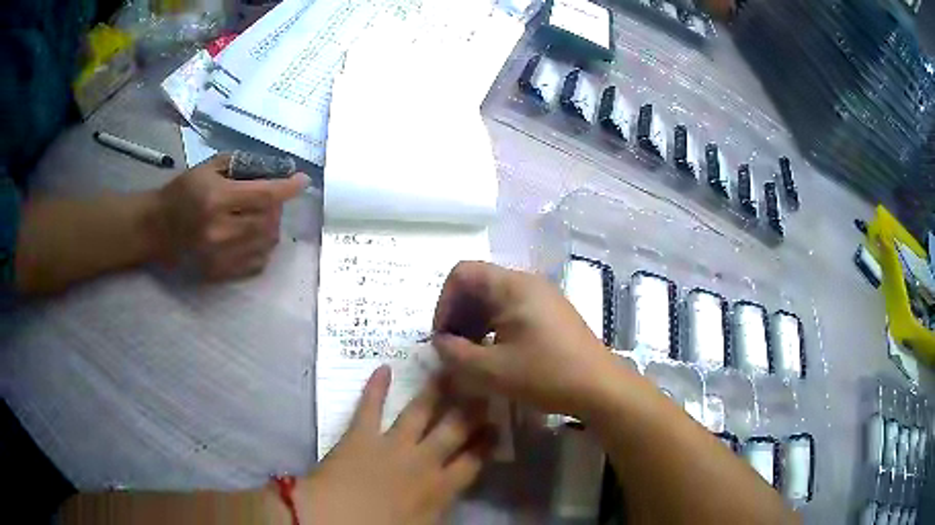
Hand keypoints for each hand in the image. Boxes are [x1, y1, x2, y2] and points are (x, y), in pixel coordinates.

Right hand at [156, 154, 308, 280]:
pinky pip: (256, 264)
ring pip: (266, 242)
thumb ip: (241, 166)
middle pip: (269, 220)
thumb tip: (275, 171)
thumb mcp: (208, 168)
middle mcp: (220, 231)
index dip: (288, 188)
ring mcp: (220, 257)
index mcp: (216, 200)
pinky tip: (253, 236)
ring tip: (260, 216)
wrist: (156, 228)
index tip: (303, 181)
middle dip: (276, 206)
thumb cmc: (182, 192)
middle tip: (269, 198)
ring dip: (271, 226)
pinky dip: (262, 248)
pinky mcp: (219, 274)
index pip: (265, 195)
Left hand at [299, 366, 491, 524]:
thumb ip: (441, 507)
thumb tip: (450, 495)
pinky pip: (370, 406)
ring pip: (419, 412)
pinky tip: (383, 368)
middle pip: (454, 429)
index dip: (487, 442)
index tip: (497, 426)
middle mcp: (422, 461)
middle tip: (483, 388)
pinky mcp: (361, 435)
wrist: (336, 520)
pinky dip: (376, 387)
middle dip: (471, 409)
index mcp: (440, 488)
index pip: (473, 460)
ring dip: (434, 390)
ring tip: (448, 370)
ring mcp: (391, 444)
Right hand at [432, 261, 620, 416]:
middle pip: (478, 284)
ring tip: (473, 354)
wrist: (600, 387)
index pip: (462, 273)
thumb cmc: (546, 375)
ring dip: (475, 322)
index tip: (443, 336)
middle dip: (458, 314)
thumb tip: (440, 342)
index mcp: (513, 286)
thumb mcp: (491, 370)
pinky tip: (496, 354)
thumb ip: (455, 354)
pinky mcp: (551, 313)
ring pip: (495, 298)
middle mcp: (528, 282)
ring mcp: (542, 296)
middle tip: (455, 349)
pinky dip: (495, 326)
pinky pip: (512, 309)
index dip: (444, 303)